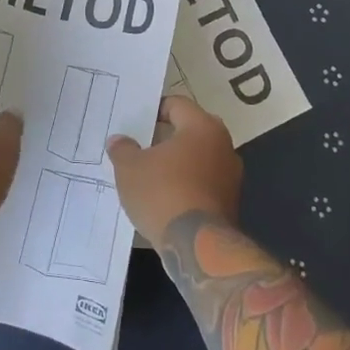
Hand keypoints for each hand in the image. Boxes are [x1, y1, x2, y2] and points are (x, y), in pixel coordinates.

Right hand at [107, 96, 242, 246]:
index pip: (177, 104)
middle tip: (142, 143)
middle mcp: (223, 145)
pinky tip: (165, 195)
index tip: (136, 121)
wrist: (197, 245)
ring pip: (200, 157)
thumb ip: (123, 149)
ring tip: (150, 172)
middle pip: (191, 130)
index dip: (154, 109)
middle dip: (167, 135)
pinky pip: (204, 181)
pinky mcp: (231, 201)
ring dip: (178, 161)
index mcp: (202, 127)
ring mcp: (231, 175)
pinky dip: (187, 183)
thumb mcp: (129, 168)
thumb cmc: (162, 193)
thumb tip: (119, 140)